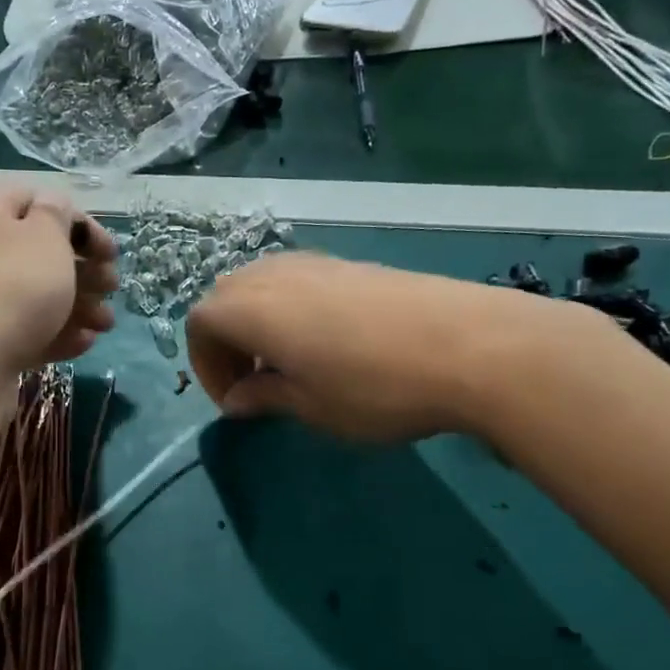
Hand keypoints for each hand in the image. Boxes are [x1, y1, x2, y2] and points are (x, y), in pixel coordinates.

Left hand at [0, 188, 117, 388]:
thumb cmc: (10, 288)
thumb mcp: (45, 237)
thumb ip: (57, 215)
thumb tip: (52, 209)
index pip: (35, 202)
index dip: (79, 223)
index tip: (110, 252)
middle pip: (36, 252)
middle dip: (83, 270)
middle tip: (112, 287)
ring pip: (33, 294)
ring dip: (77, 305)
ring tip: (106, 325)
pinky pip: (22, 328)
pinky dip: (54, 332)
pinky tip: (83, 344)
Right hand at [185, 252, 574, 443]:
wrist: (470, 345)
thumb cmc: (376, 387)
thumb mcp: (312, 406)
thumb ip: (265, 396)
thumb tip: (238, 398)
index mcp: (252, 309)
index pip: (199, 323)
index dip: (205, 365)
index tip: (235, 403)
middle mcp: (275, 275)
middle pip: (226, 296)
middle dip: (227, 340)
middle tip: (254, 382)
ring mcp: (317, 263)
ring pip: (262, 284)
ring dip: (258, 322)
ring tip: (289, 363)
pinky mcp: (353, 264)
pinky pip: (298, 280)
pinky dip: (290, 309)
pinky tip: (328, 343)